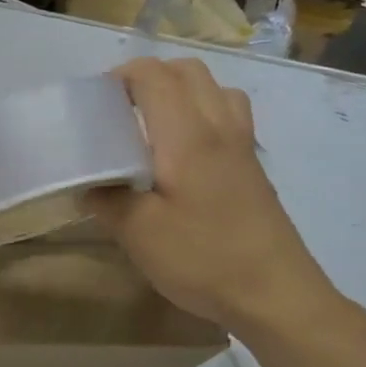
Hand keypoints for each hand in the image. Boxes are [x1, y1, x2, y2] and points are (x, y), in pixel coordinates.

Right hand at [85, 58, 338, 339]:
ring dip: (180, 90)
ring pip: (214, 88)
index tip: (96, 102)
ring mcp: (243, 145)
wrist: (275, 294)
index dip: (121, 76)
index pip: (154, 76)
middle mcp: (219, 127)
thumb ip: (107, 200)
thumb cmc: (202, 258)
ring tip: (153, 123)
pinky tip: (185, 152)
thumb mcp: (138, 234)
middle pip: (187, 71)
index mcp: (186, 135)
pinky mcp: (254, 166)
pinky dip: (203, 111)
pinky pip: (229, 114)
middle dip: (149, 77)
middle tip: (119, 109)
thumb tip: (90, 184)